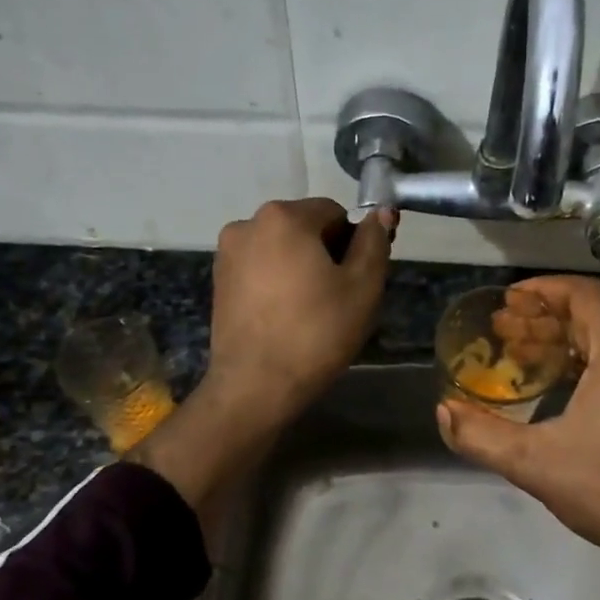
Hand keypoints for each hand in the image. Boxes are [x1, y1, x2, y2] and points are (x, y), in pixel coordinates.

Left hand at [205, 198, 394, 430]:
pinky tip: (287, 317)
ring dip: (301, 268)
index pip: (334, 212)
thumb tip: (381, 212)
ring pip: (281, 249)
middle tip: (340, 298)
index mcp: (283, 216)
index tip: (360, 279)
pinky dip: (277, 283)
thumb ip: (374, 242)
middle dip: (326, 253)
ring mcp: (227, 254)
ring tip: (312, 311)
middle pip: (304, 228)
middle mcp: (248, 224)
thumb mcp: (362, 287)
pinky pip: (260, 270)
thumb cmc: (316, 333)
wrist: (256, 386)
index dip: (354, 243)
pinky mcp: (218, 282)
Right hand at [436, 275, 599, 574]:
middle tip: (503, 332)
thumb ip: (480, 435)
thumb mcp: (535, 463)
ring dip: (568, 343)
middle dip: (544, 321)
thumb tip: (443, 410)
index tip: (507, 301)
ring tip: (525, 358)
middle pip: (594, 315)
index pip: (581, 294)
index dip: (540, 290)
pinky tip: (565, 384)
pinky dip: (594, 362)